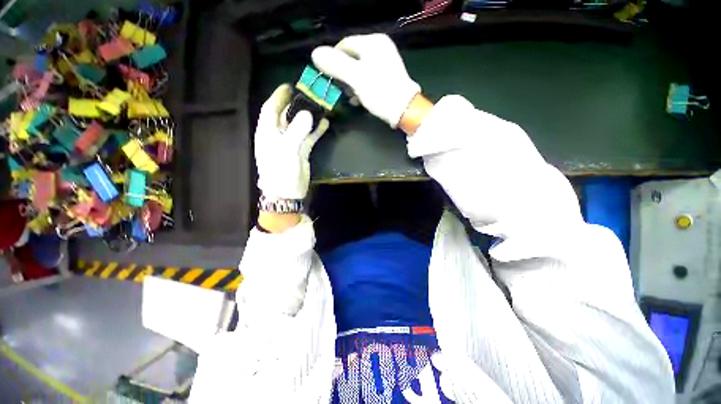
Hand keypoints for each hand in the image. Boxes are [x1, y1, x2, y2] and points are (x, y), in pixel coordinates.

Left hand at [254, 84, 328, 199]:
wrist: (287, 193)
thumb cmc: (280, 171)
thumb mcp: (287, 150)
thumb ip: (297, 131)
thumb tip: (309, 114)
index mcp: (268, 132)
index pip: (271, 108)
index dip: (279, 96)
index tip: (289, 85)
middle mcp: (278, 135)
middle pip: (286, 115)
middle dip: (296, 104)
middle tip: (309, 94)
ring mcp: (290, 143)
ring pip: (299, 125)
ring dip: (308, 117)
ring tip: (320, 106)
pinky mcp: (301, 151)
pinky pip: (308, 137)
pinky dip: (316, 131)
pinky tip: (324, 123)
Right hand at [312, 34, 420, 127]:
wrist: (404, 110)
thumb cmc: (380, 92)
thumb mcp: (356, 78)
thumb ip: (335, 65)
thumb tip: (315, 53)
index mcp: (373, 42)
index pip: (344, 45)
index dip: (333, 61)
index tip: (329, 79)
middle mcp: (380, 48)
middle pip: (351, 58)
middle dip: (343, 75)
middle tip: (340, 90)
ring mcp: (385, 62)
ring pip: (359, 69)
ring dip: (351, 83)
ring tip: (350, 97)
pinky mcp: (387, 76)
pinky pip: (368, 77)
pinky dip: (361, 87)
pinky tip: (358, 99)